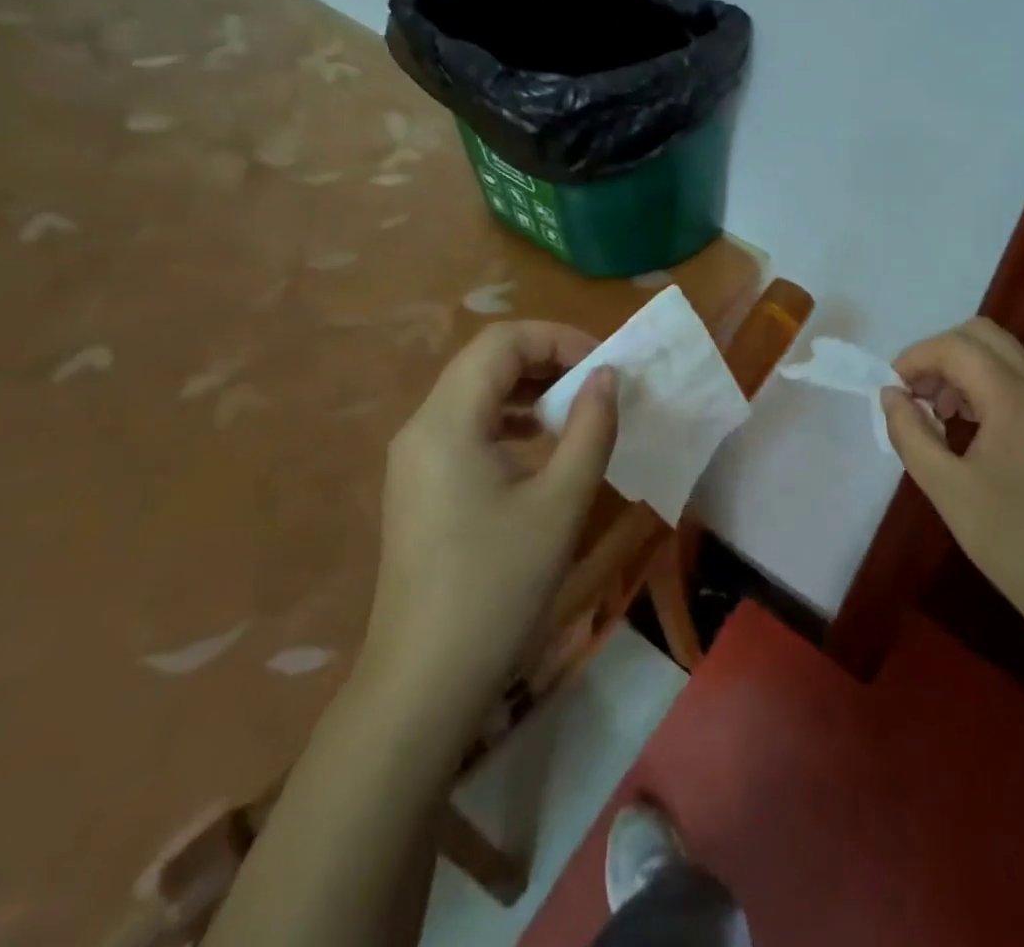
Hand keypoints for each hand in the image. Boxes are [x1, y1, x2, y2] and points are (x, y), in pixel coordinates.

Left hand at [361, 321, 617, 696]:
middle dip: (548, 361)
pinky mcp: (420, 487)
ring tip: (578, 414)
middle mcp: (422, 428)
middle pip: (486, 362)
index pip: (502, 342)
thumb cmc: (498, 587)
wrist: (425, 684)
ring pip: (476, 395)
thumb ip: (590, 428)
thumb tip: (608, 376)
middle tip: (599, 386)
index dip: (559, 339)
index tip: (605, 367)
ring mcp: (415, 459)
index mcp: (447, 421)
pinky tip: (544, 452)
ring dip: (530, 391)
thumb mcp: (560, 503)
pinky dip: (511, 423)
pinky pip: (468, 429)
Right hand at [880, 318, 1023, 620]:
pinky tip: (970, 431)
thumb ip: (910, 432)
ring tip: (938, 416)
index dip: (916, 357)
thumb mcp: (945, 487)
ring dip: (964, 370)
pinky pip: (1020, 384)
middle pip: (984, 336)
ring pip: (1004, 357)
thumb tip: (891, 395)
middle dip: (941, 354)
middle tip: (916, 394)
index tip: (892, 389)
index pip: (957, 346)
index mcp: (1016, 397)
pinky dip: (987, 388)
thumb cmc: (1013, 539)